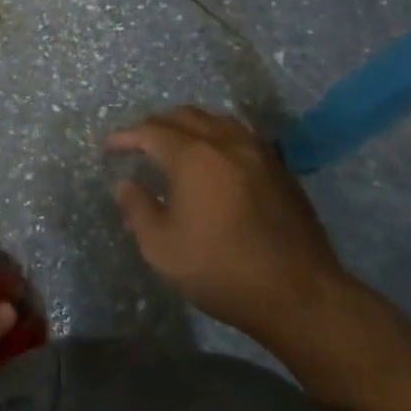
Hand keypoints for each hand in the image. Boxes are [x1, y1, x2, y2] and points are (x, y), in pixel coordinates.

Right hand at [108, 106, 350, 351]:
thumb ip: (138, 209)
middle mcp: (225, 142)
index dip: (126, 136)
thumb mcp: (162, 248)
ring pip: (216, 120)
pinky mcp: (280, 169)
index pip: (150, 131)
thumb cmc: (222, 270)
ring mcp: (258, 152)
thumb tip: (126, 183)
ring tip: (175, 143)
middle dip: (155, 124)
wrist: (300, 295)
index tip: (110, 146)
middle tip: (139, 141)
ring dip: (189, 125)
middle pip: (184, 116)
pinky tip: (215, 157)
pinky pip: (240, 135)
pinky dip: (217, 136)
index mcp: (192, 156)